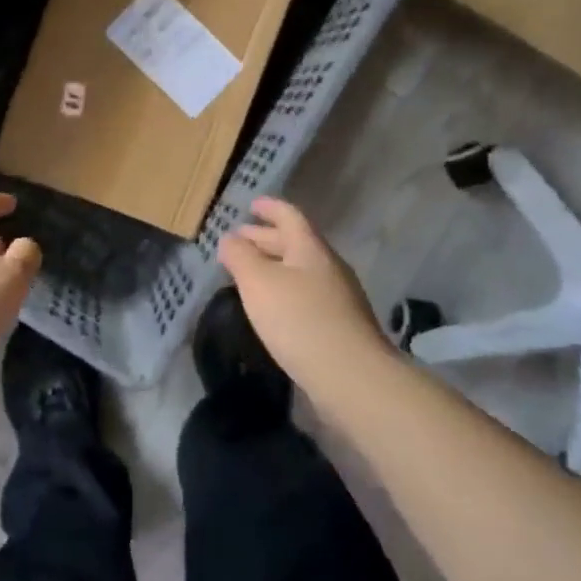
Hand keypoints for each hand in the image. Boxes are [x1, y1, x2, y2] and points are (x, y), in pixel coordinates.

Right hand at [219, 197, 382, 379]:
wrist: (351, 376)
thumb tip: (230, 238)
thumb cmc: (299, 320)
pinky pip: (306, 295)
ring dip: (274, 266)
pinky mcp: (339, 326)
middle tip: (239, 239)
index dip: (270, 208)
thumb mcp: (258, 282)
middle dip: (265, 238)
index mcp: (310, 249)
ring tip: (248, 273)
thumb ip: (240, 256)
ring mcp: (338, 298)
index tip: (251, 204)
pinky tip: (271, 307)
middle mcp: (328, 267)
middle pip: (295, 244)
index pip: (289, 217)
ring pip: (300, 271)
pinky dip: (284, 290)